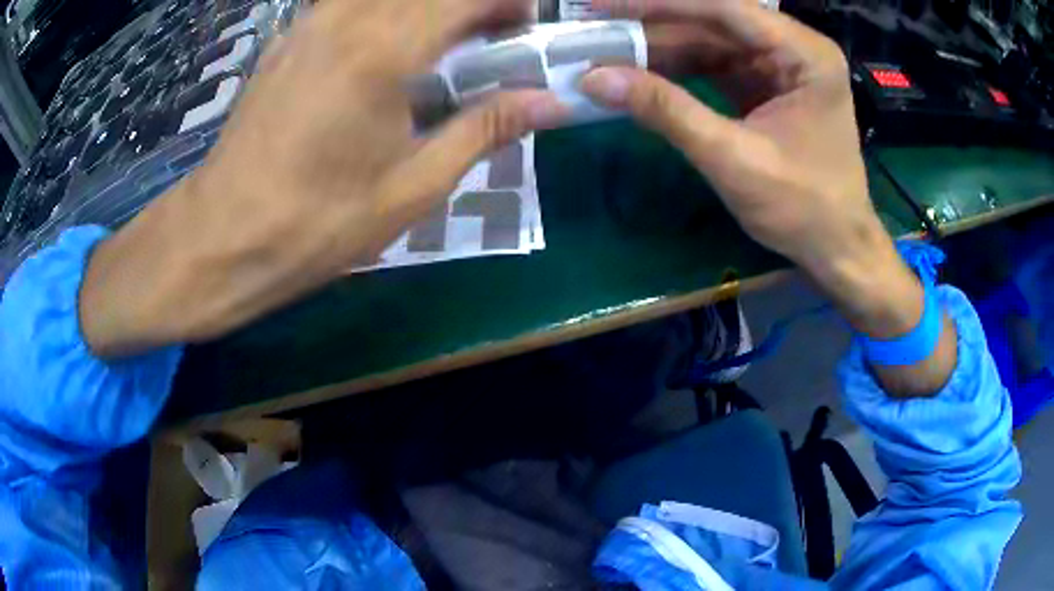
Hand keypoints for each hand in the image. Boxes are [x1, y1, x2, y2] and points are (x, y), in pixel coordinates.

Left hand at [80, 0, 568, 355]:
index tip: (524, 28)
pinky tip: (384, 56)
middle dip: (470, 4)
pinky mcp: (286, 40)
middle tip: (489, 40)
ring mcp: (309, 23)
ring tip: (441, 47)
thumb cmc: (317, 223)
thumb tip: (552, 103)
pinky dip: (384, 16)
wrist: (222, 237)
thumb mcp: (413, 186)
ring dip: (426, 10)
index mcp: (384, 49)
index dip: (508, 1)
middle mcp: (345, 18)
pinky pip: (349, 6)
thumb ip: (486, 128)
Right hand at [582, 0, 955, 393]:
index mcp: (805, 54)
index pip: (723, 8)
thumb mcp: (733, 159)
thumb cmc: (802, 208)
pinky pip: (717, 66)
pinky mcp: (768, 86)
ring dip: (661, 50)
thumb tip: (595, 79)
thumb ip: (666, 111)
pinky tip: (642, 74)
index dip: (658, 4)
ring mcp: (782, 66)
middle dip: (653, 28)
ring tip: (608, 54)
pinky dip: (679, 71)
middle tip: (595, 33)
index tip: (602, 5)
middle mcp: (795, 48)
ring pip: (711, 42)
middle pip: (714, 23)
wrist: (837, 248)